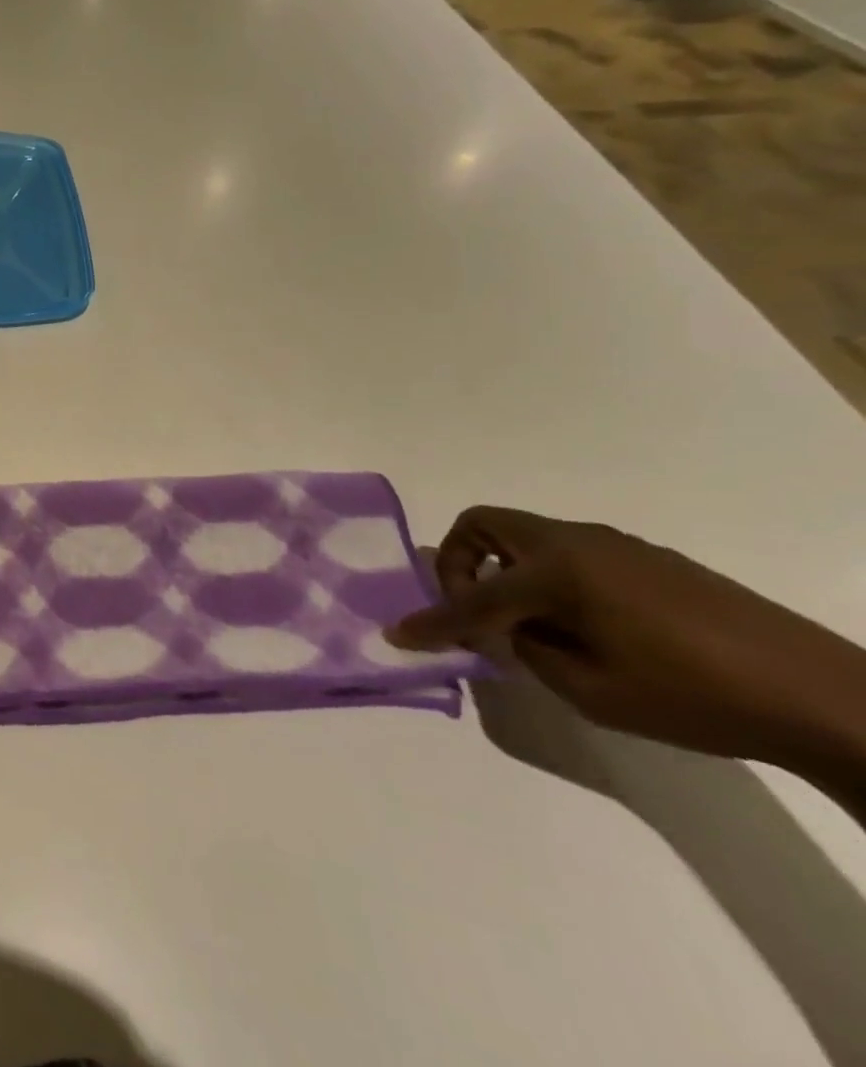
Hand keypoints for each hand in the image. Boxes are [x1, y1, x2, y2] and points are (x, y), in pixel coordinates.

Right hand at [388, 507, 865, 779]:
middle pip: (483, 525)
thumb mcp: (591, 690)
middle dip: (457, 561)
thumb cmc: (695, 697)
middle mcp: (574, 542)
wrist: (825, 696)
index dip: (431, 620)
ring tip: (526, 623)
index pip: (471, 597)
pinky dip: (543, 575)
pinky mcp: (643, 557)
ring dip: (503, 568)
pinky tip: (578, 622)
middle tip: (469, 607)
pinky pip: (565, 552)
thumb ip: (529, 650)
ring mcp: (611, 544)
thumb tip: (514, 629)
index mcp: (556, 571)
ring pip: (524, 536)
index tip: (398, 634)